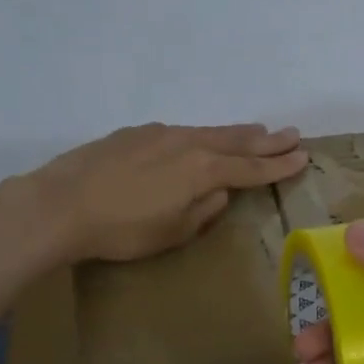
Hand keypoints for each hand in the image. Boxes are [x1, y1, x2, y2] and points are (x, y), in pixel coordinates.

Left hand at [26, 123, 306, 262]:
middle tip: (292, 134)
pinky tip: (198, 140)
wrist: (60, 205)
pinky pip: (180, 132)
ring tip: (256, 131)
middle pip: (236, 141)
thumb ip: (204, 210)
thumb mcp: (172, 232)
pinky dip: (201, 136)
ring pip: (208, 131)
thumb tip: (219, 192)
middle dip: (266, 140)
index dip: (278, 165)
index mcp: (202, 170)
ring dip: (235, 133)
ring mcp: (159, 134)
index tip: (302, 157)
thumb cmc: (121, 230)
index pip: (251, 168)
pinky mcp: (134, 134)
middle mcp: (187, 143)